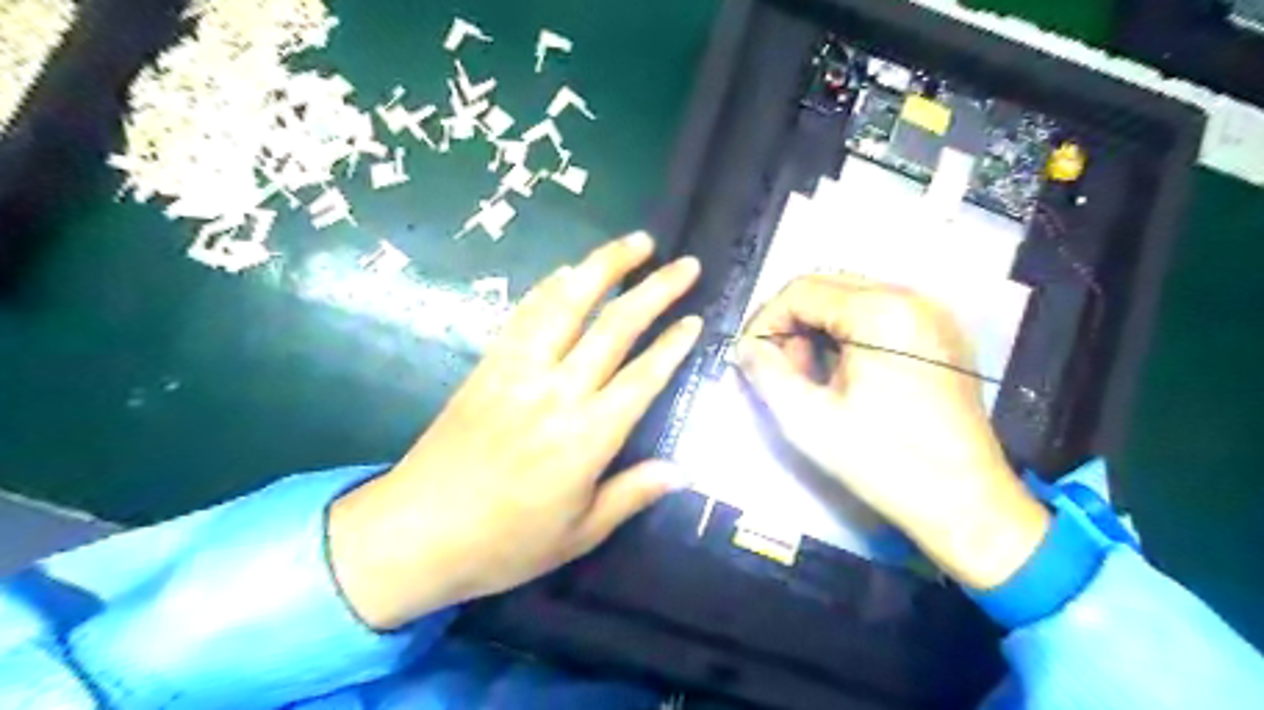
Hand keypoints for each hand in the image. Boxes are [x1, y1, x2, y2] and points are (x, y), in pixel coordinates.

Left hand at [327, 234, 699, 630]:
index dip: (673, 344)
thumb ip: (632, 494)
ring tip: (635, 242)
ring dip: (604, 268)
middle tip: (685, 264)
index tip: (696, 317)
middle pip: (614, 328)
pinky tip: (569, 270)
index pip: (643, 377)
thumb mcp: (579, 534)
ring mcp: (519, 372)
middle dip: (655, 291)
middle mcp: (558, 392)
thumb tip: (683, 471)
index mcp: (587, 437)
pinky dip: (550, 288)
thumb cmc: (504, 543)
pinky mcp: (489, 366)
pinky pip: (525, 316)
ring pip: (568, 305)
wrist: (415, 533)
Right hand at [742, 274, 1048, 591]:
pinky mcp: (941, 334)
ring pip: (851, 299)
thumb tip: (745, 347)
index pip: (801, 290)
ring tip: (814, 377)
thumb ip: (766, 373)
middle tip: (785, 371)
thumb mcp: (809, 421)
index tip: (753, 359)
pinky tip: (845, 373)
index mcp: (881, 313)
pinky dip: (848, 335)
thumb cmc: (885, 462)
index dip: (766, 321)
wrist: (967, 503)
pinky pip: (878, 314)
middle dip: (793, 324)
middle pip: (827, 287)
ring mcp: (933, 314)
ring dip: (819, 329)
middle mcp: (912, 298)